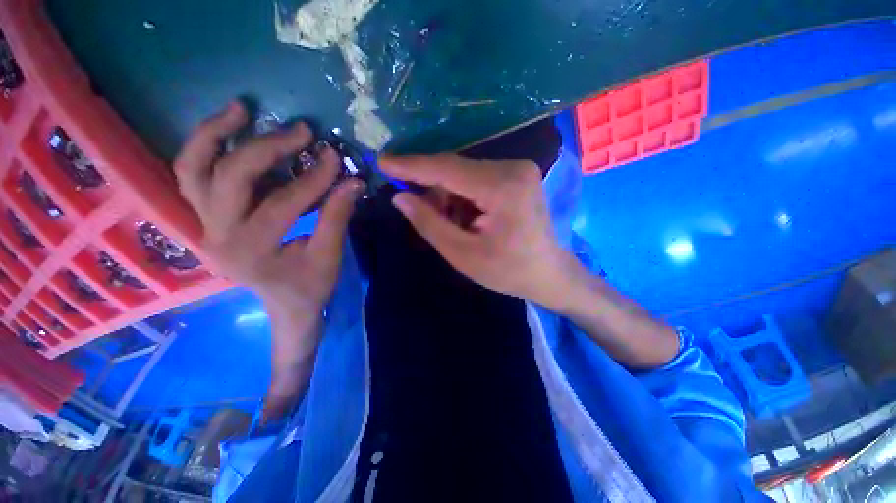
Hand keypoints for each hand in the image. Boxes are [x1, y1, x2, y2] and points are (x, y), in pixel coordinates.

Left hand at [174, 102, 364, 311]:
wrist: (286, 305)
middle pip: (227, 177)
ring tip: (240, 108)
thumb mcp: (329, 255)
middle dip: (266, 148)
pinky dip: (207, 149)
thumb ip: (338, 216)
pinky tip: (229, 130)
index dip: (313, 179)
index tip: (335, 158)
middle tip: (301, 131)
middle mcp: (217, 235)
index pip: (282, 203)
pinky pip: (194, 176)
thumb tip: (354, 181)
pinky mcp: (207, 218)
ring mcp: (205, 226)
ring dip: (213, 135)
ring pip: (192, 170)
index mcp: (252, 251)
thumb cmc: (310, 286)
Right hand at [379, 154, 577, 309]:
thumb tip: (400, 197)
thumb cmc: (508, 271)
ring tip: (455, 226)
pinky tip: (468, 218)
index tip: (383, 161)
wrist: (548, 273)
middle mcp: (513, 167)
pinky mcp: (517, 174)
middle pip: (455, 170)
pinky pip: (477, 178)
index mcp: (502, 188)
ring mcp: (518, 168)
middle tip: (422, 215)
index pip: (446, 168)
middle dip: (433, 191)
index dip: (411, 166)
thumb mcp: (463, 254)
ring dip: (449, 197)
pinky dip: (463, 196)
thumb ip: (429, 223)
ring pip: (464, 174)